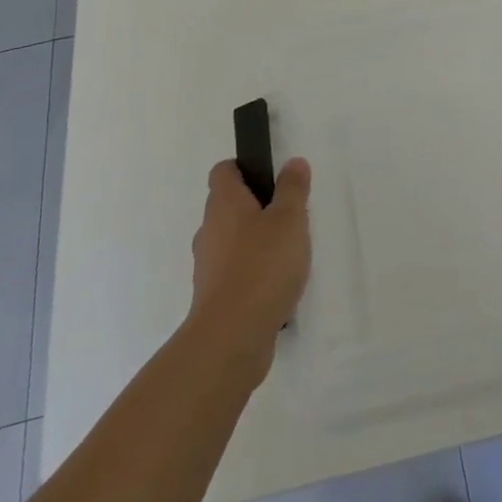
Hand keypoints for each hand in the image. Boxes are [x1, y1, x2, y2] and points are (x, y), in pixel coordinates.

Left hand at [186, 158, 311, 380]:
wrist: (231, 338)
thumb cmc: (262, 266)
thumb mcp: (289, 219)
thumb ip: (293, 189)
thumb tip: (292, 163)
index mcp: (224, 203)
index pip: (224, 171)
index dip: (244, 168)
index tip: (271, 176)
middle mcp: (210, 230)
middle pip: (229, 206)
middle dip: (257, 207)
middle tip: (289, 215)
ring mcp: (208, 266)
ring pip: (232, 241)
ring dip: (256, 242)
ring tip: (288, 253)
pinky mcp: (214, 297)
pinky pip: (234, 272)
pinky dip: (252, 273)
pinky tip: (277, 285)